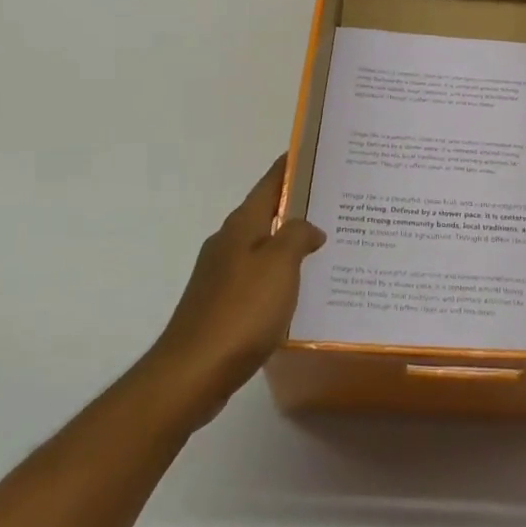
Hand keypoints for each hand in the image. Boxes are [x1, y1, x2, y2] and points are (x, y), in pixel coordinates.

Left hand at [144, 155, 325, 426]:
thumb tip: (310, 228)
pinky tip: (298, 289)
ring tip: (325, 246)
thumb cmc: (240, 312)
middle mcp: (228, 243)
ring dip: (289, 243)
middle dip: (296, 206)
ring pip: (263, 247)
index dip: (289, 167)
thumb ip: (297, 236)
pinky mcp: (220, 306)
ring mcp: (220, 275)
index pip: (269, 184)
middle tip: (334, 202)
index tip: (313, 152)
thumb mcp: (279, 266)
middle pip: (266, 214)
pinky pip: (258, 278)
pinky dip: (279, 275)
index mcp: (241, 226)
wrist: (191, 374)